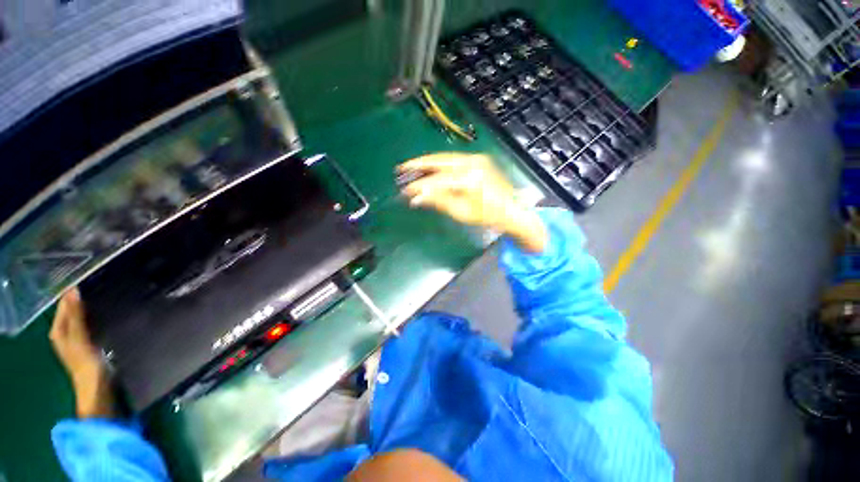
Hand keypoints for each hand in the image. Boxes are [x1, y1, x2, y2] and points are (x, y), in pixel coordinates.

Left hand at [50, 288, 114, 417]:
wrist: (97, 389)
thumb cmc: (85, 364)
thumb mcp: (79, 339)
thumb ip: (75, 316)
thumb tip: (73, 290)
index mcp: (58, 331)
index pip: (63, 306)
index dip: (72, 293)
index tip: (87, 278)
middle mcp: (65, 333)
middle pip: (71, 311)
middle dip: (81, 299)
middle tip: (99, 283)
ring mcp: (78, 340)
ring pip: (81, 317)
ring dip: (90, 307)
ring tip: (105, 294)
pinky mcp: (90, 343)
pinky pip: (90, 324)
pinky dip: (96, 316)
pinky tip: (107, 313)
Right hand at [399, 153, 546, 252]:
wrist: (512, 211)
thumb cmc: (488, 216)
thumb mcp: (461, 212)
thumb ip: (438, 201)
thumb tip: (416, 197)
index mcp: (469, 178)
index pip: (437, 180)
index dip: (419, 185)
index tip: (405, 190)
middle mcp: (473, 163)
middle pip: (439, 161)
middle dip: (419, 164)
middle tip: (401, 168)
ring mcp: (477, 159)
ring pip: (445, 158)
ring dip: (428, 163)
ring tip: (411, 167)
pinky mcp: (479, 160)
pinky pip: (454, 160)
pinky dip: (440, 164)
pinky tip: (430, 168)